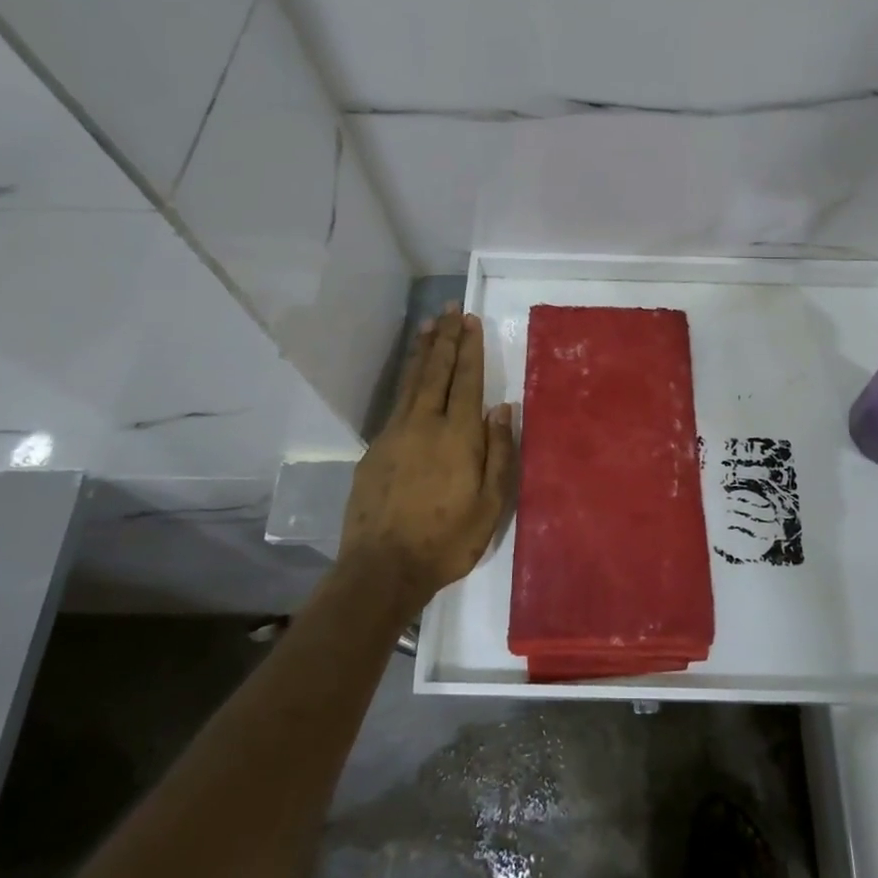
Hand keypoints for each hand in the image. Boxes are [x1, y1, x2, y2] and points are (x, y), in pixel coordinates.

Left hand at [341, 305, 516, 611]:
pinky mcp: (374, 450)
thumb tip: (503, 408)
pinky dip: (406, 381)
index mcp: (458, 435)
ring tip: (427, 325)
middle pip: (436, 371)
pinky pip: (395, 403)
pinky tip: (410, 378)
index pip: (466, 380)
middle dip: (445, 338)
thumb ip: (499, 452)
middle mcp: (424, 424)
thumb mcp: (490, 504)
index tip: (470, 320)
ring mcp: (394, 434)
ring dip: (422, 351)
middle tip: (449, 309)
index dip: (469, 348)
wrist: (382, 569)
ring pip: (411, 382)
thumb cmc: (446, 540)